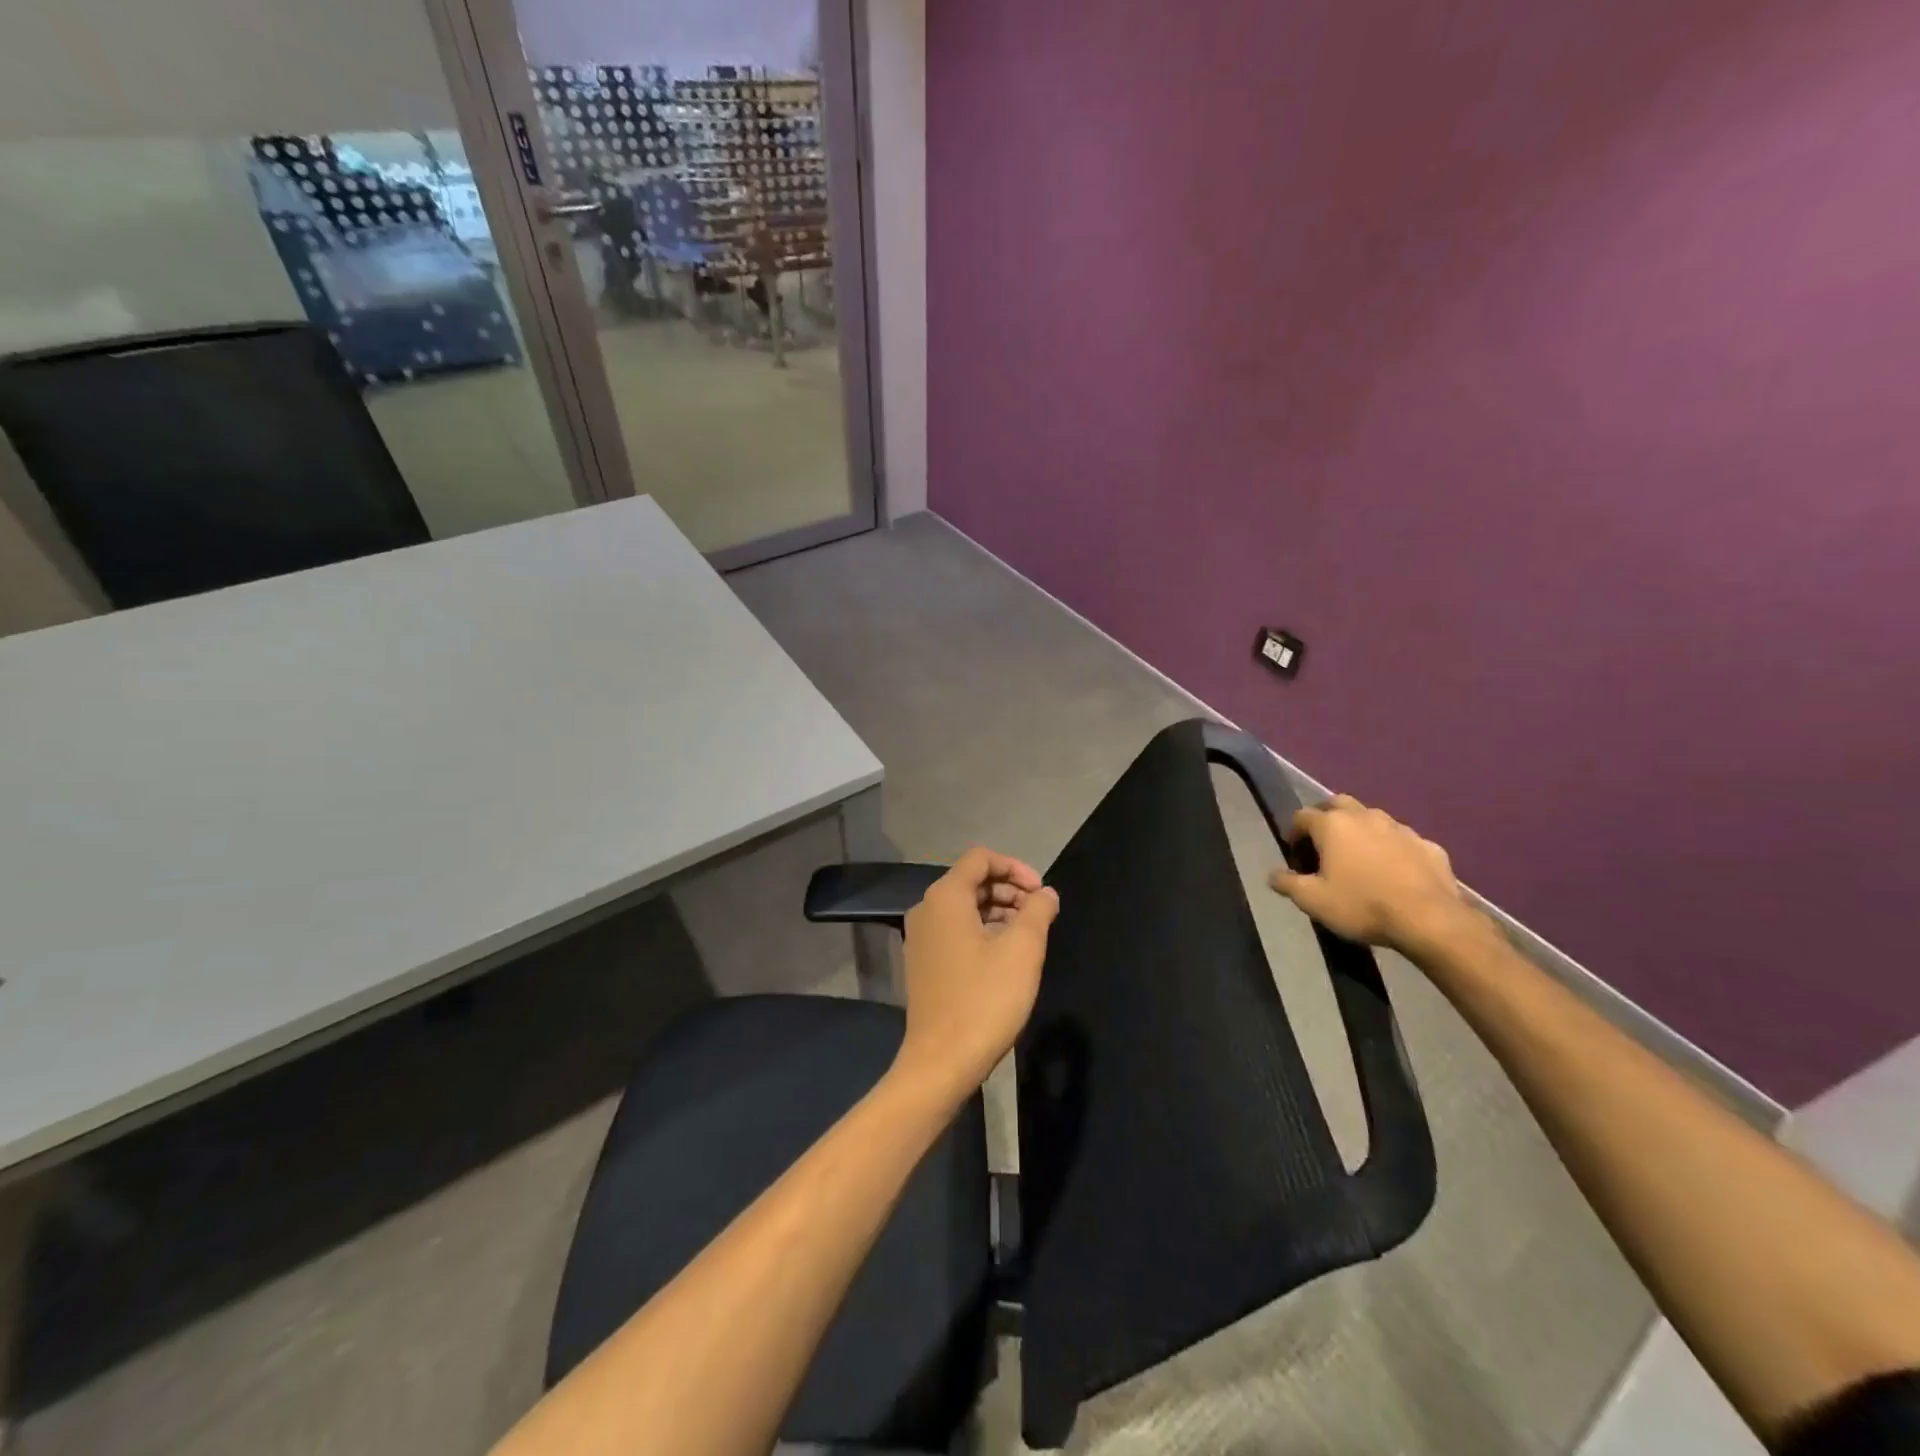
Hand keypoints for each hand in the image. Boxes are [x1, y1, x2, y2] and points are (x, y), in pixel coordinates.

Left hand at [894, 848, 1059, 1100]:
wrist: (941, 1061)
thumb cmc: (984, 999)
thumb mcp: (1022, 950)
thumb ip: (1038, 911)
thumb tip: (1045, 893)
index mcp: (945, 897)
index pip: (981, 858)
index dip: (1016, 867)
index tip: (1041, 893)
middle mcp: (926, 909)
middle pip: (972, 881)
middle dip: (1009, 890)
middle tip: (1040, 914)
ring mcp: (921, 938)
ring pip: (964, 908)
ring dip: (999, 911)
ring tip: (1029, 935)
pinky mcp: (923, 963)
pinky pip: (955, 931)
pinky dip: (982, 931)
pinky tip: (1006, 956)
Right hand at [1268, 795, 1473, 954]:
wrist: (1429, 920)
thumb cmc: (1362, 905)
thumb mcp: (1313, 901)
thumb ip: (1288, 884)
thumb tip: (1273, 875)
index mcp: (1333, 825)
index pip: (1302, 816)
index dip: (1293, 833)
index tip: (1294, 854)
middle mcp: (1365, 816)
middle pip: (1338, 804)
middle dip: (1327, 818)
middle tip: (1324, 844)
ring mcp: (1400, 828)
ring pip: (1373, 819)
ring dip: (1361, 831)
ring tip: (1359, 858)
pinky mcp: (1429, 845)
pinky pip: (1403, 841)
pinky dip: (1393, 849)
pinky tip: (1394, 872)